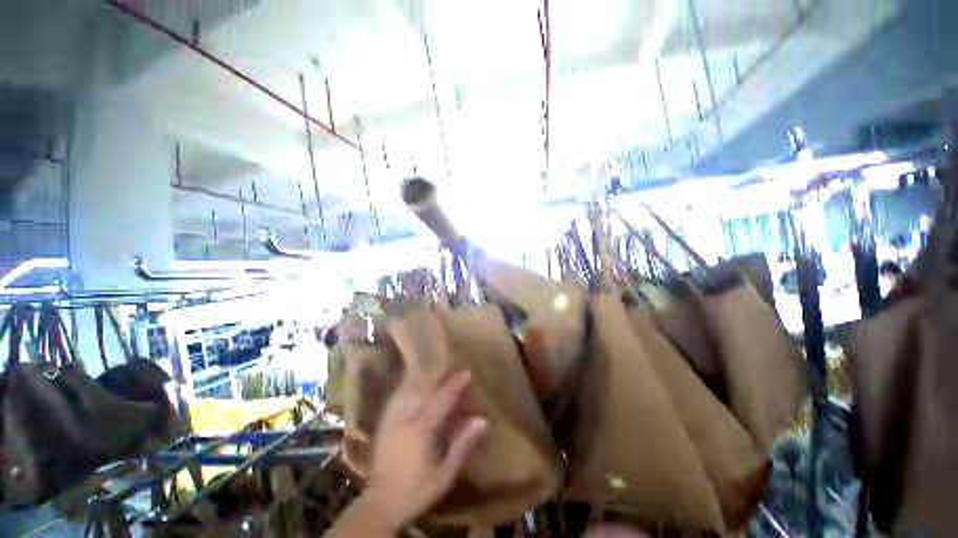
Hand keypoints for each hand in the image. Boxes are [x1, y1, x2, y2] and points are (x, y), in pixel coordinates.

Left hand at [362, 369, 487, 530]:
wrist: (379, 504)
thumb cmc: (416, 490)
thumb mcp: (445, 473)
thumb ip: (463, 444)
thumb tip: (482, 420)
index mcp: (420, 429)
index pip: (441, 397)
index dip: (455, 383)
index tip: (467, 372)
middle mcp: (404, 416)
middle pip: (424, 385)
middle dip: (441, 375)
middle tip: (455, 373)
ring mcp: (391, 415)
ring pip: (410, 384)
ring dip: (427, 376)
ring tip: (440, 374)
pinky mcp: (384, 418)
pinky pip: (400, 391)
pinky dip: (411, 382)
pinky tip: (419, 382)